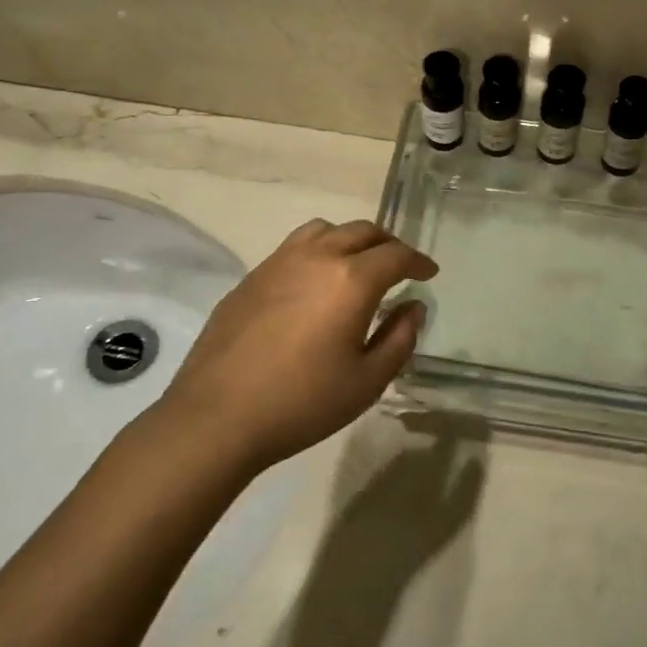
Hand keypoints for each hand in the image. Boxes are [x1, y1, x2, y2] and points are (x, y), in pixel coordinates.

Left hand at [158, 219, 436, 470]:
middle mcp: (317, 257)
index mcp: (351, 280)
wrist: (217, 416)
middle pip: (362, 231)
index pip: (396, 255)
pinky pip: (294, 247)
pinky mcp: (251, 277)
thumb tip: (413, 306)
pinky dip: (317, 252)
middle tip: (399, 266)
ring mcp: (278, 262)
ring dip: (350, 239)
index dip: (418, 261)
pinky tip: (313, 284)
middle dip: (388, 244)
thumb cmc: (303, 402)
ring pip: (324, 230)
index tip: (429, 274)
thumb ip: (400, 338)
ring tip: (356, 265)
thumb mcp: (367, 381)